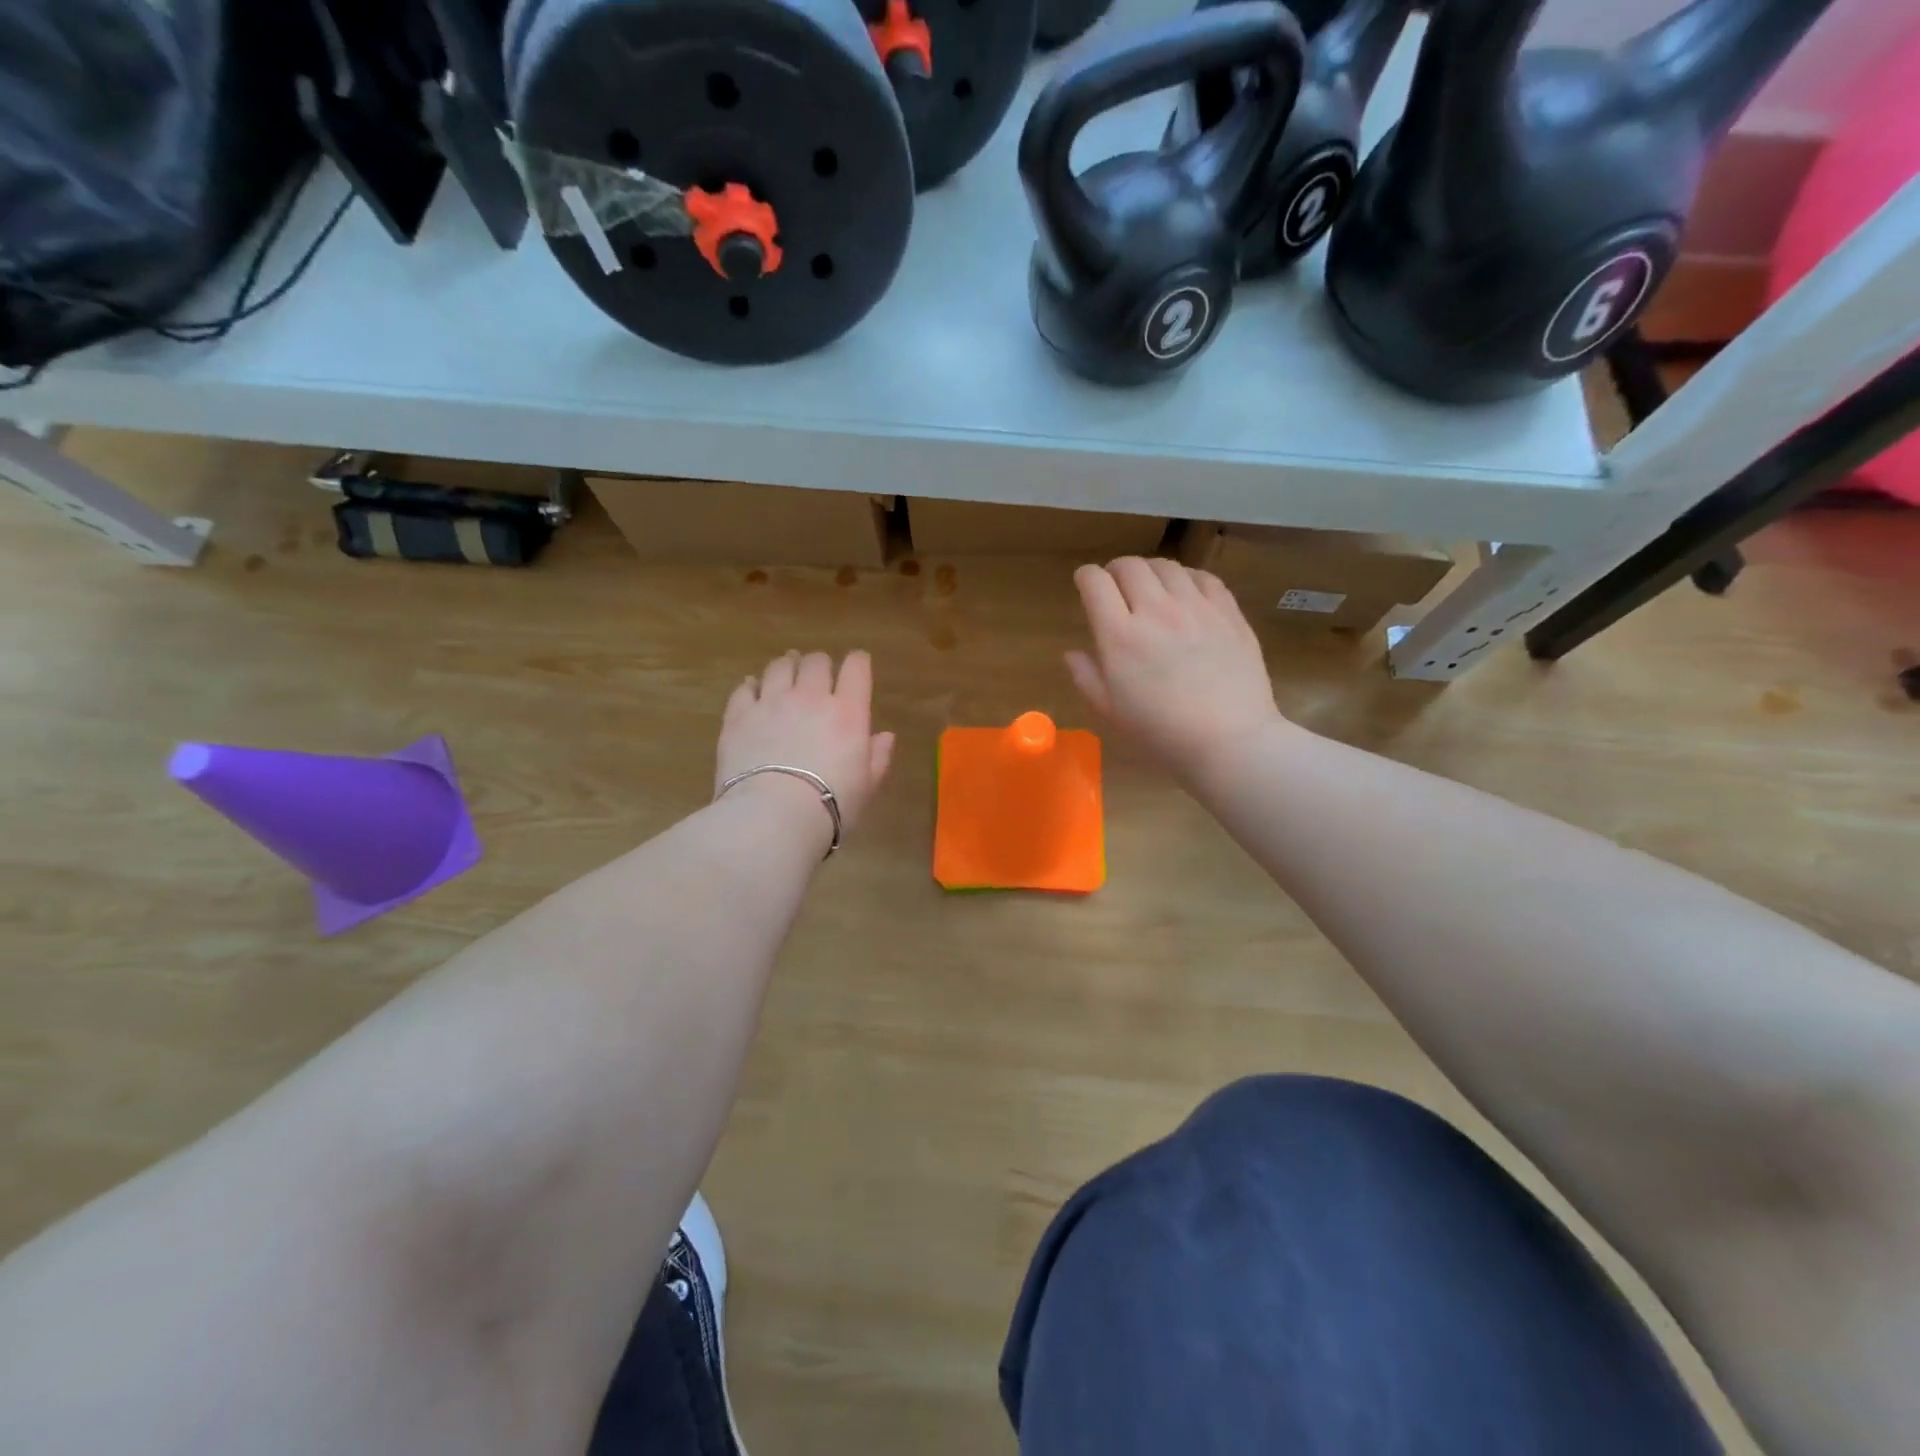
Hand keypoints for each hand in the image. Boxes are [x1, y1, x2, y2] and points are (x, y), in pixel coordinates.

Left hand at [717, 650, 895, 841]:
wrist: (773, 817)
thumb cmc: (831, 806)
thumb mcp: (867, 786)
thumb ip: (878, 757)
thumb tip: (885, 736)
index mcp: (848, 711)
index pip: (856, 667)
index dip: (858, 662)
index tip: (857, 666)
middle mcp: (810, 697)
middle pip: (816, 662)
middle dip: (820, 665)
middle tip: (819, 677)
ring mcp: (771, 703)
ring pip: (779, 667)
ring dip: (786, 668)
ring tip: (786, 677)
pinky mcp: (738, 716)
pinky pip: (744, 688)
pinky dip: (751, 686)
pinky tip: (752, 690)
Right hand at [1067, 558, 1287, 776]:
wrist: (1229, 740)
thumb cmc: (1162, 733)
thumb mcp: (1111, 712)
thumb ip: (1087, 677)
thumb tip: (1073, 653)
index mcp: (1120, 636)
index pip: (1095, 582)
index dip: (1085, 577)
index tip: (1085, 585)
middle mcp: (1155, 611)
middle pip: (1129, 566)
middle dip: (1115, 570)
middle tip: (1116, 586)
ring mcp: (1196, 607)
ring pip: (1166, 566)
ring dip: (1150, 571)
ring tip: (1150, 588)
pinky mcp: (1227, 612)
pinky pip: (1203, 577)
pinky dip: (1186, 577)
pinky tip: (1185, 592)